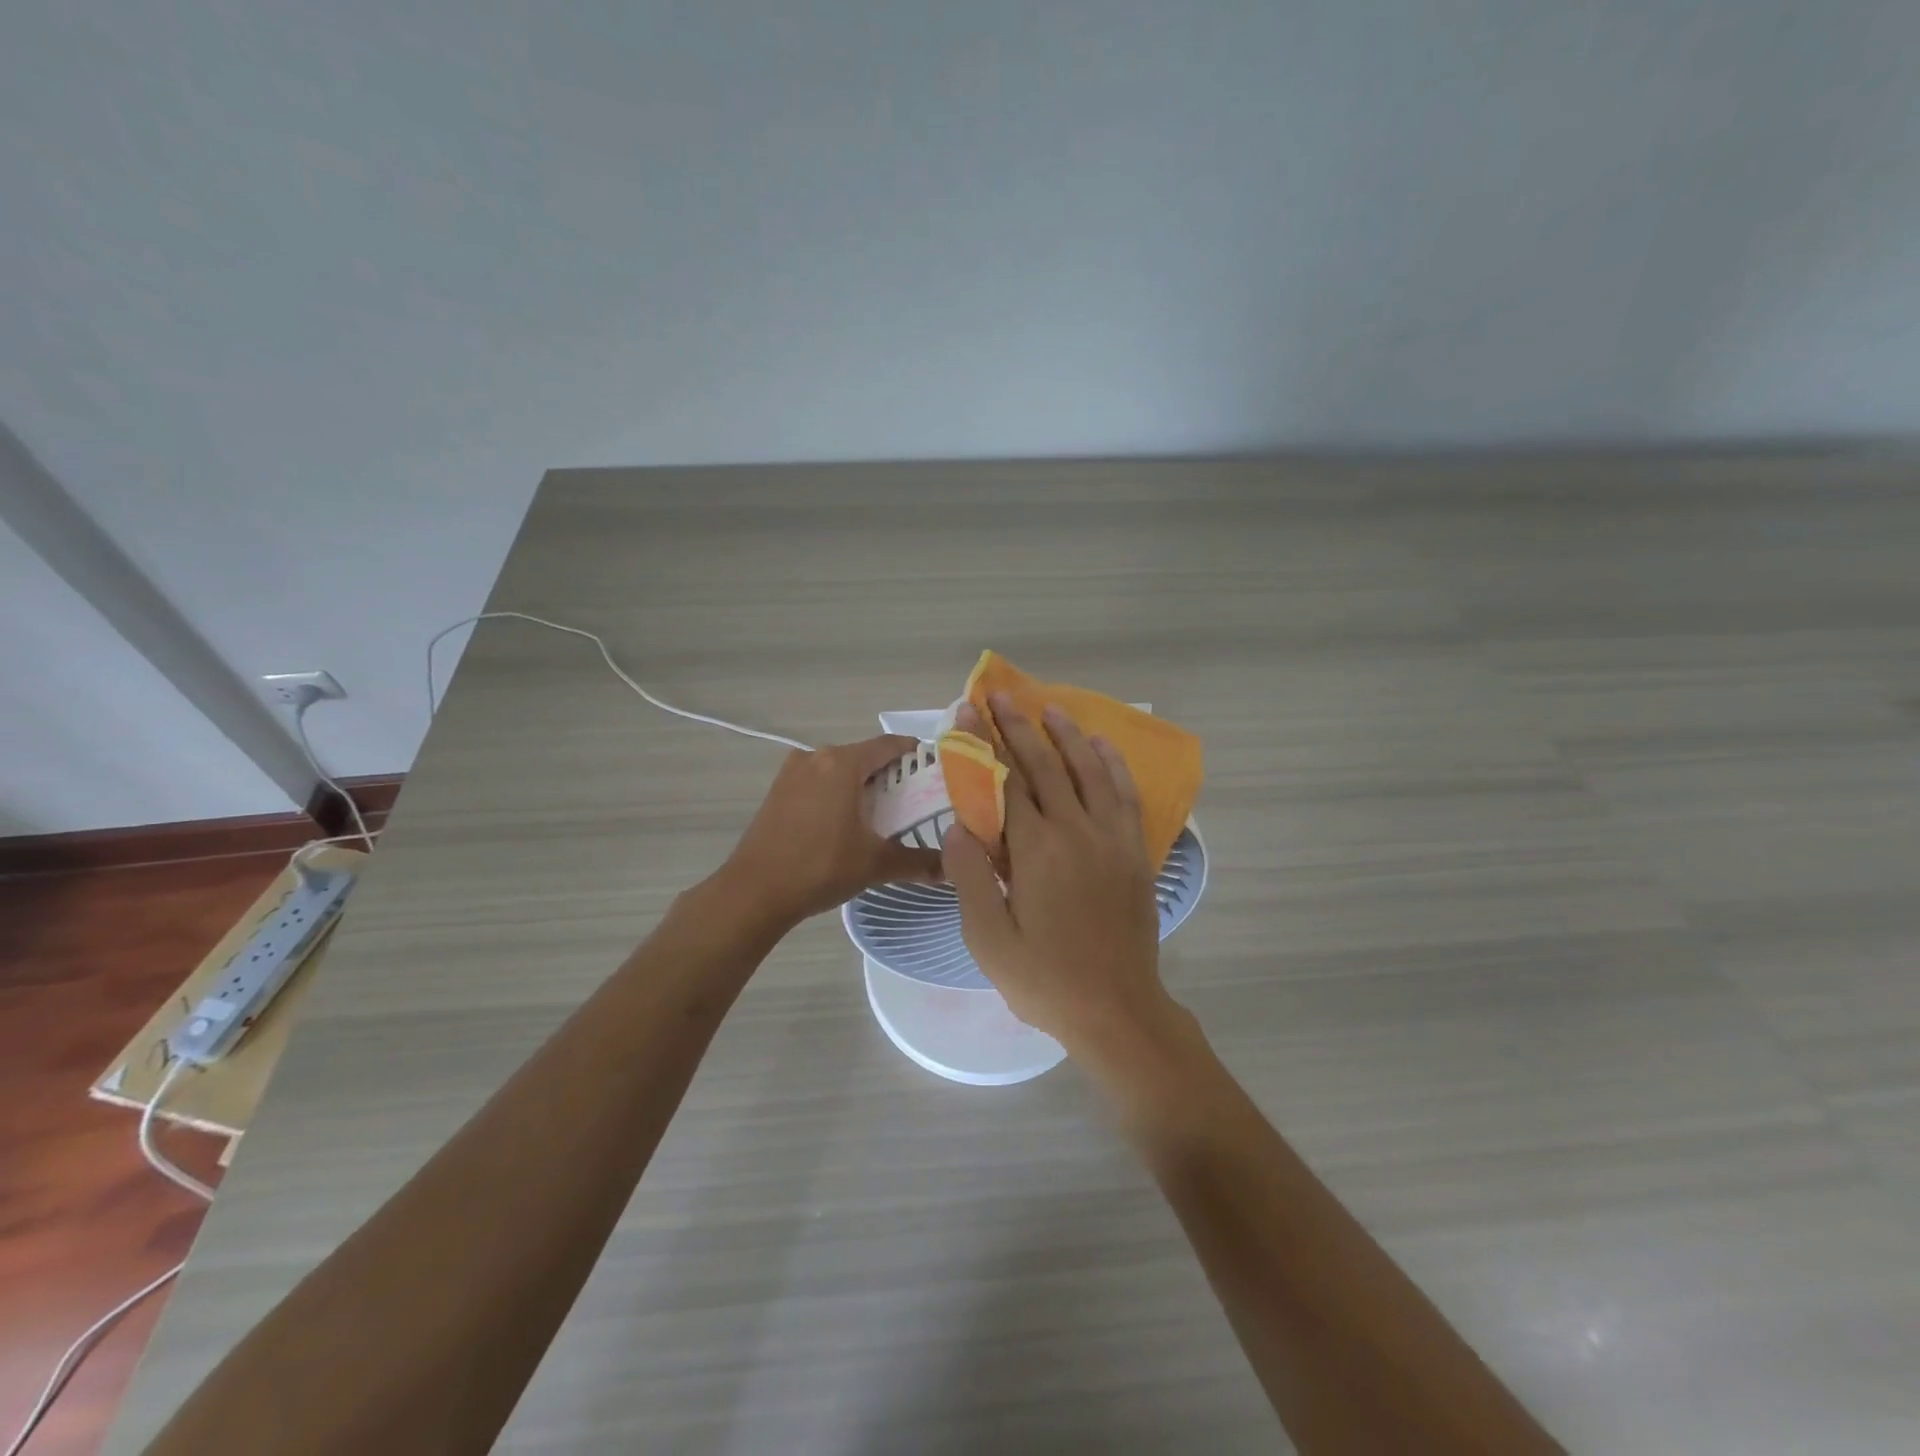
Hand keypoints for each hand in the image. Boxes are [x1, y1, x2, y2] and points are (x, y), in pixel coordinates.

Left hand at [722, 735, 944, 926]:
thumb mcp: (875, 865)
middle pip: (865, 756)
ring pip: (840, 770)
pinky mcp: (778, 791)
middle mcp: (817, 757)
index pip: (890, 745)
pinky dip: (838, 794)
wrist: (754, 892)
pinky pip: (819, 782)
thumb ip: (917, 862)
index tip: (937, 772)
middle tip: (916, 801)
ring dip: (862, 785)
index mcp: (842, 763)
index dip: (917, 755)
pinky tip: (847, 823)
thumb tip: (949, 869)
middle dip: (892, 775)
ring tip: (885, 814)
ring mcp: (792, 772)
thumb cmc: (820, 868)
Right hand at [941, 697, 1173, 1057]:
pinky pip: (1125, 796)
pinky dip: (1113, 766)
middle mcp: (1076, 832)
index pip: (1006, 782)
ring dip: (1068, 736)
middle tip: (1002, 696)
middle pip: (1045, 766)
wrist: (1116, 1010)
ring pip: (1089, 771)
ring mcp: (1111, 839)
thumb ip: (969, 876)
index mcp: (1036, 850)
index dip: (985, 744)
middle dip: (1020, 727)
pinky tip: (1103, 747)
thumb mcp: (988, 939)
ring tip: (1050, 709)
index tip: (970, 711)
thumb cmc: (1044, 979)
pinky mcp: (1134, 853)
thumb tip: (958, 825)